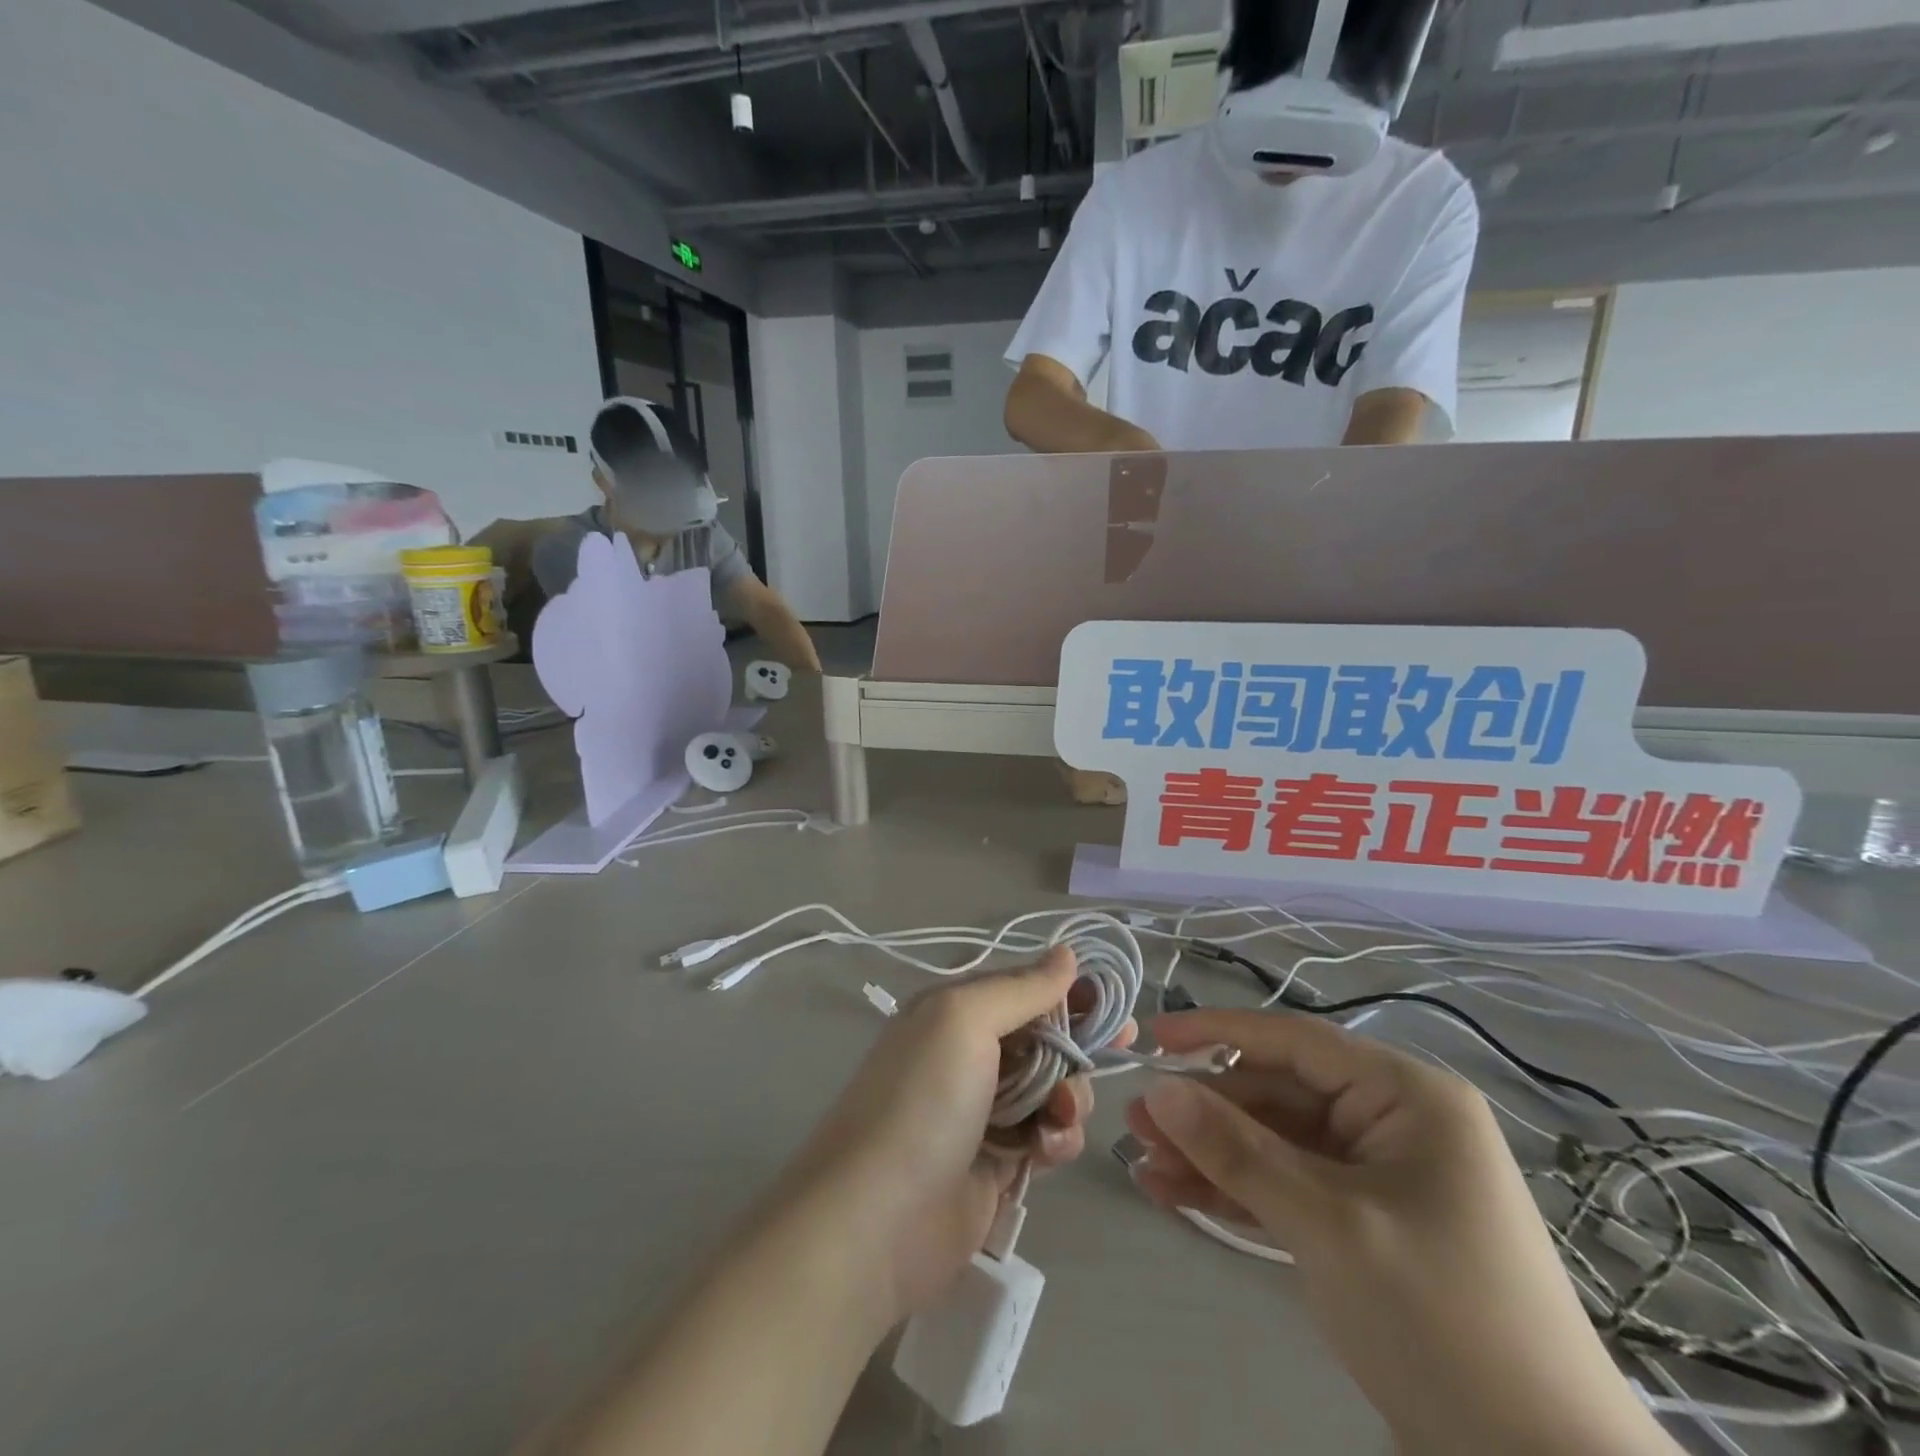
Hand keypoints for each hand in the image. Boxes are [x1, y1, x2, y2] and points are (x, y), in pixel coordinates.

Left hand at [779, 947, 1125, 1326]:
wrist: (877, 1220)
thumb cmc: (924, 1100)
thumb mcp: (965, 1020)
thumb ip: (1021, 988)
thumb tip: (1066, 953)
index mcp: (956, 1012)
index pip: (1025, 988)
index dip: (1071, 992)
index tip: (1115, 1004)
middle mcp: (968, 1054)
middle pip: (1045, 1038)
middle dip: (1080, 1045)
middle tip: (1118, 1049)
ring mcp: (983, 1111)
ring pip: (1053, 1088)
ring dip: (1071, 1097)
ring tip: (1061, 1117)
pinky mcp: (997, 1164)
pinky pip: (1046, 1137)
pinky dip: (1057, 1139)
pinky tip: (1047, 1151)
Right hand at [1127, 1011, 1678, 1455]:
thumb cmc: (1443, 1321)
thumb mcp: (1329, 1226)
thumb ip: (1238, 1152)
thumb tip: (1159, 1091)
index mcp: (1407, 1097)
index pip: (1296, 1041)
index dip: (1219, 1032)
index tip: (1154, 1036)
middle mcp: (1393, 1122)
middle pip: (1279, 1095)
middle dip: (1207, 1111)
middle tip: (1136, 1124)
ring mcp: (1378, 1176)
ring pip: (1276, 1143)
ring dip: (1213, 1154)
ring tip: (1144, 1164)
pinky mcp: (1364, 1225)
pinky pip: (1289, 1187)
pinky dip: (1238, 1190)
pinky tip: (1178, 1194)